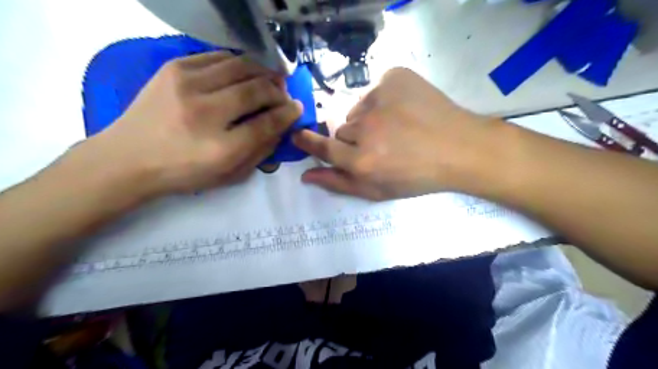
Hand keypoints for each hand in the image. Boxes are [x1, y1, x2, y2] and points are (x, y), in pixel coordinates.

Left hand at [94, 50, 300, 195]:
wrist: (126, 158)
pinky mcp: (174, 68)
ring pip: (240, 66)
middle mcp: (205, 112)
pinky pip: (218, 57)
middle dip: (278, 90)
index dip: (288, 113)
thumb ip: (260, 152)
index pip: (267, 123)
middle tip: (284, 94)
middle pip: (256, 89)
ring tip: (270, 79)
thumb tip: (281, 126)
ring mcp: (186, 84)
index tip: (297, 108)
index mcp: (221, 148)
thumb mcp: (229, 175)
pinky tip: (244, 72)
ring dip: (262, 71)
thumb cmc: (183, 173)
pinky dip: (238, 63)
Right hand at [294, 69, 492, 201]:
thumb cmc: (418, 177)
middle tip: (380, 145)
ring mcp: (380, 99)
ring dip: (368, 120)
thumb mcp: (377, 190)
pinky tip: (404, 111)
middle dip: (354, 139)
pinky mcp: (394, 78)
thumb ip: (339, 183)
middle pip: (342, 130)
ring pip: (357, 111)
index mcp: (361, 161)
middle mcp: (366, 130)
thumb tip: (306, 175)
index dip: (308, 141)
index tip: (299, 134)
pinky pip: (374, 91)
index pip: (322, 147)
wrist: (459, 148)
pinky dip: (383, 100)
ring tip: (396, 128)